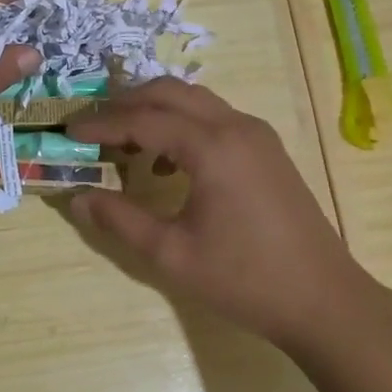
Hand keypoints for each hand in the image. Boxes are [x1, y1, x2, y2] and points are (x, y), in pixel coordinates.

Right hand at [67, 79, 373, 348]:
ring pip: (194, 100)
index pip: (143, 119)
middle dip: (126, 104)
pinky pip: (214, 117)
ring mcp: (256, 134)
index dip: (101, 124)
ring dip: (155, 110)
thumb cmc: (244, 279)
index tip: (68, 132)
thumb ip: (120, 221)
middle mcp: (235, 126)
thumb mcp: (172, 255)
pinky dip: (182, 124)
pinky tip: (167, 163)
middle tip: (93, 128)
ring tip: (123, 141)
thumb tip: (78, 198)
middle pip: (169, 92)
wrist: (323, 299)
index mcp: (212, 147)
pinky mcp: (267, 148)